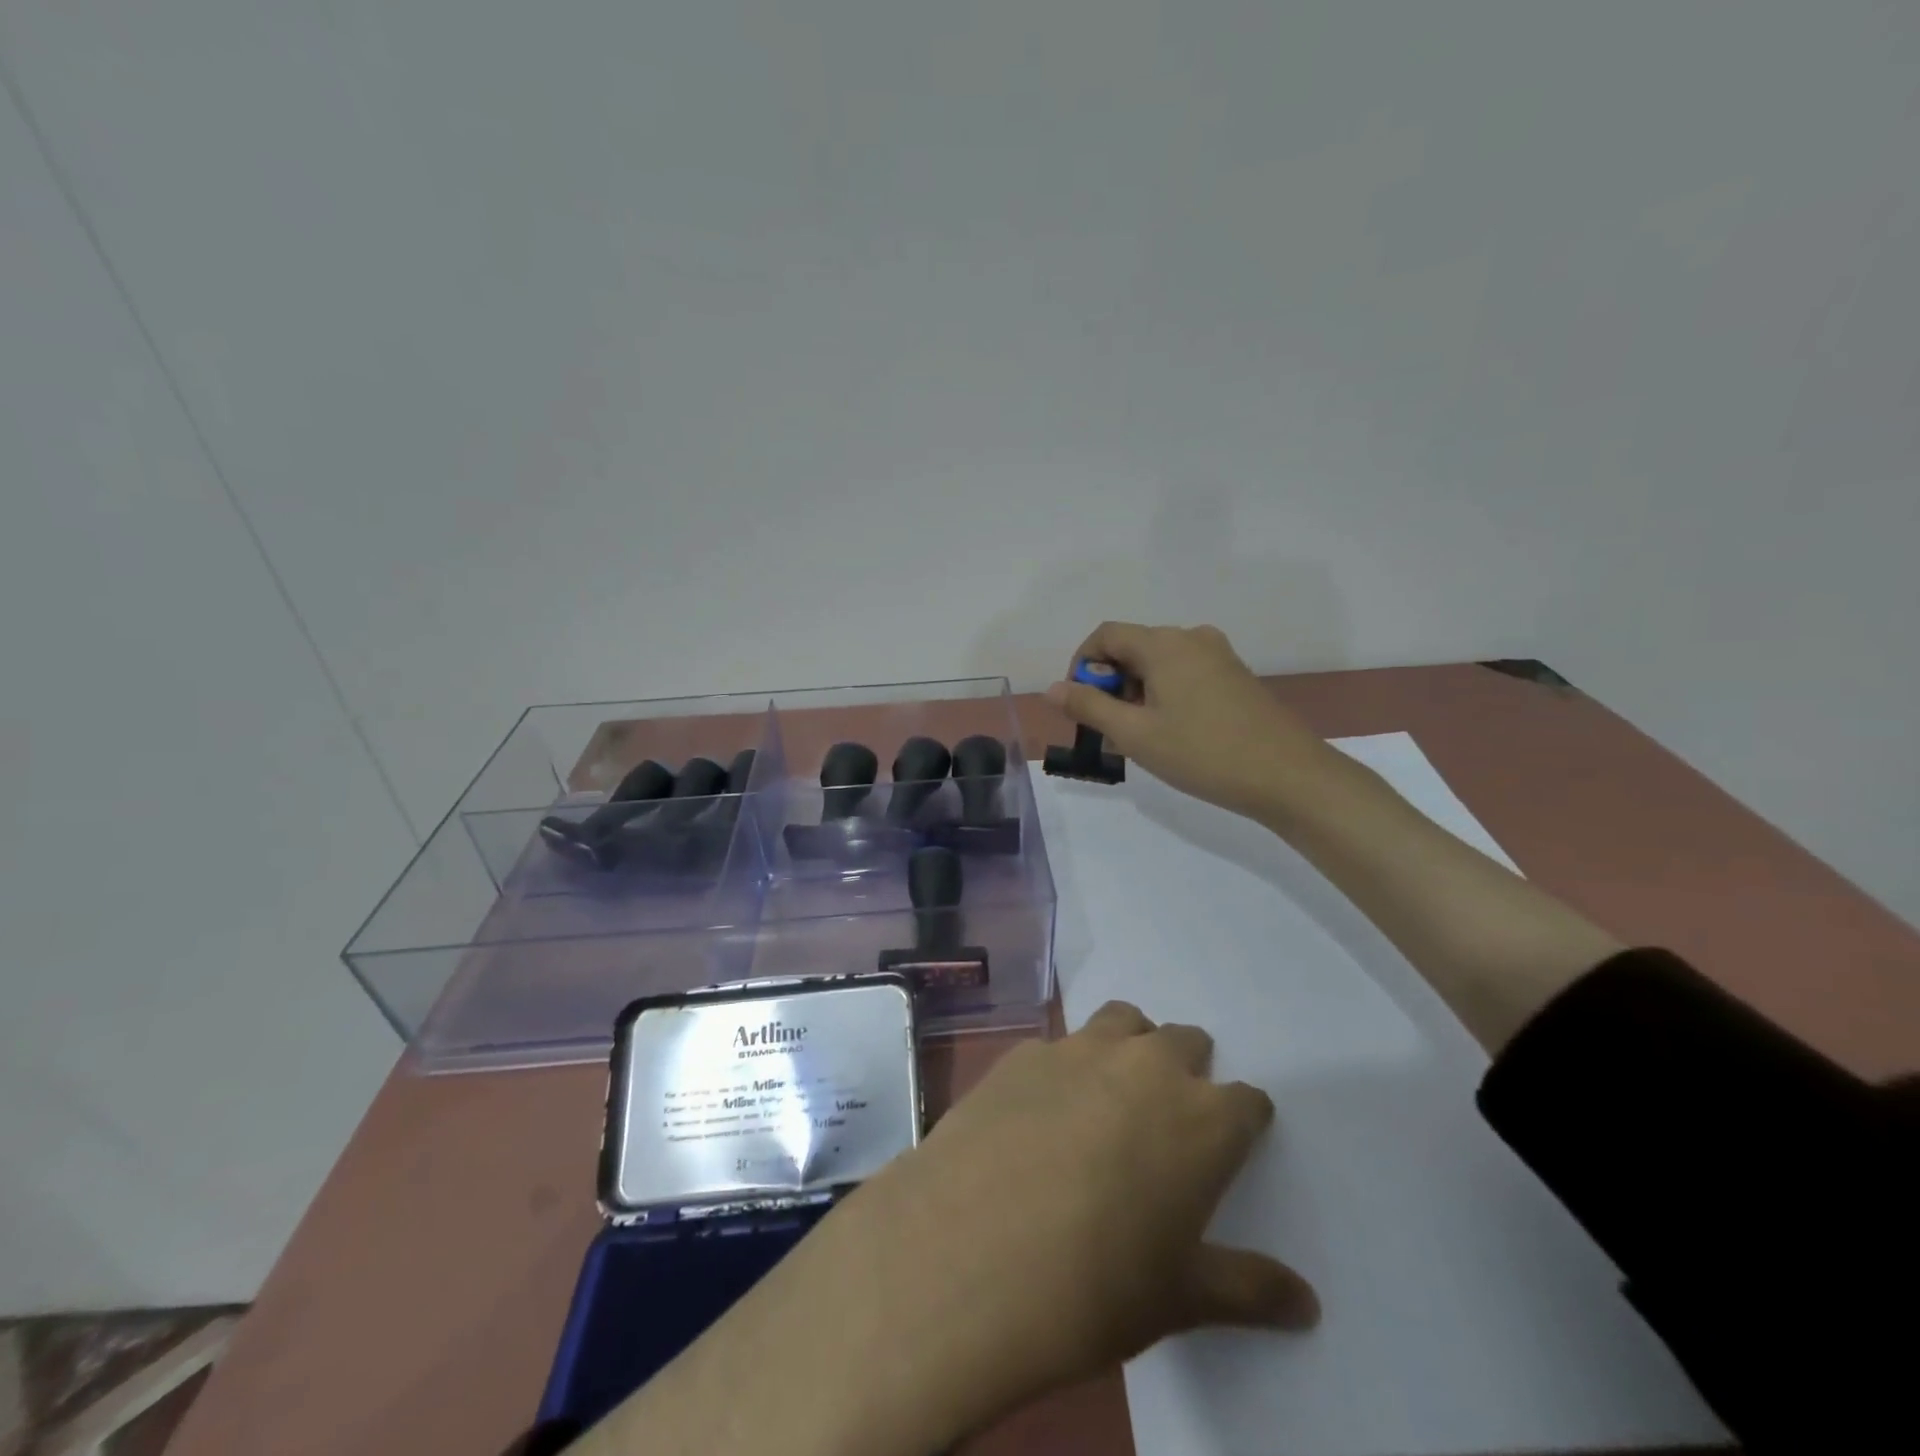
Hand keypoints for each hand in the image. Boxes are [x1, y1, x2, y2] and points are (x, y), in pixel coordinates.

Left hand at [837, 1001, 1317, 1435]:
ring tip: (1110, 1093)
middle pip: (1184, 1041)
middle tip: (1167, 1118)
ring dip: (1128, 1045)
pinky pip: (1057, 1045)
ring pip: (1122, 1020)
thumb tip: (1308, 1304)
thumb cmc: (1092, 1287)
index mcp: (1201, 1119)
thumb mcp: (1179, 1298)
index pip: (1247, 1101)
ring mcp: (1078, 1049)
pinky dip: (1063, 1067)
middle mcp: (1145, 1066)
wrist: (969, 1252)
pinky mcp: (1022, 1051)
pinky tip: (1039, 1110)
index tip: (1232, 1141)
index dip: (1242, 1121)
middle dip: (1186, 1070)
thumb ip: (1248, 1289)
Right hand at [1046, 621, 1333, 819]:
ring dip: (1136, 694)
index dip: (1082, 665)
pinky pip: (1184, 675)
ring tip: (1139, 739)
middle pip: (1132, 648)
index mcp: (1164, 644)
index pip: (1106, 635)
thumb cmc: (1203, 753)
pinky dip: (1164, 696)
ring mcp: (1218, 656)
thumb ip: (1089, 707)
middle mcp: (1191, 638)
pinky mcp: (1235, 676)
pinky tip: (1171, 735)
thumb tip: (1053, 688)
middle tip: (1109, 731)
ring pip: (1158, 664)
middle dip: (1110, 684)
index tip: (1080, 706)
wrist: (1289, 776)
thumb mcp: (1135, 734)